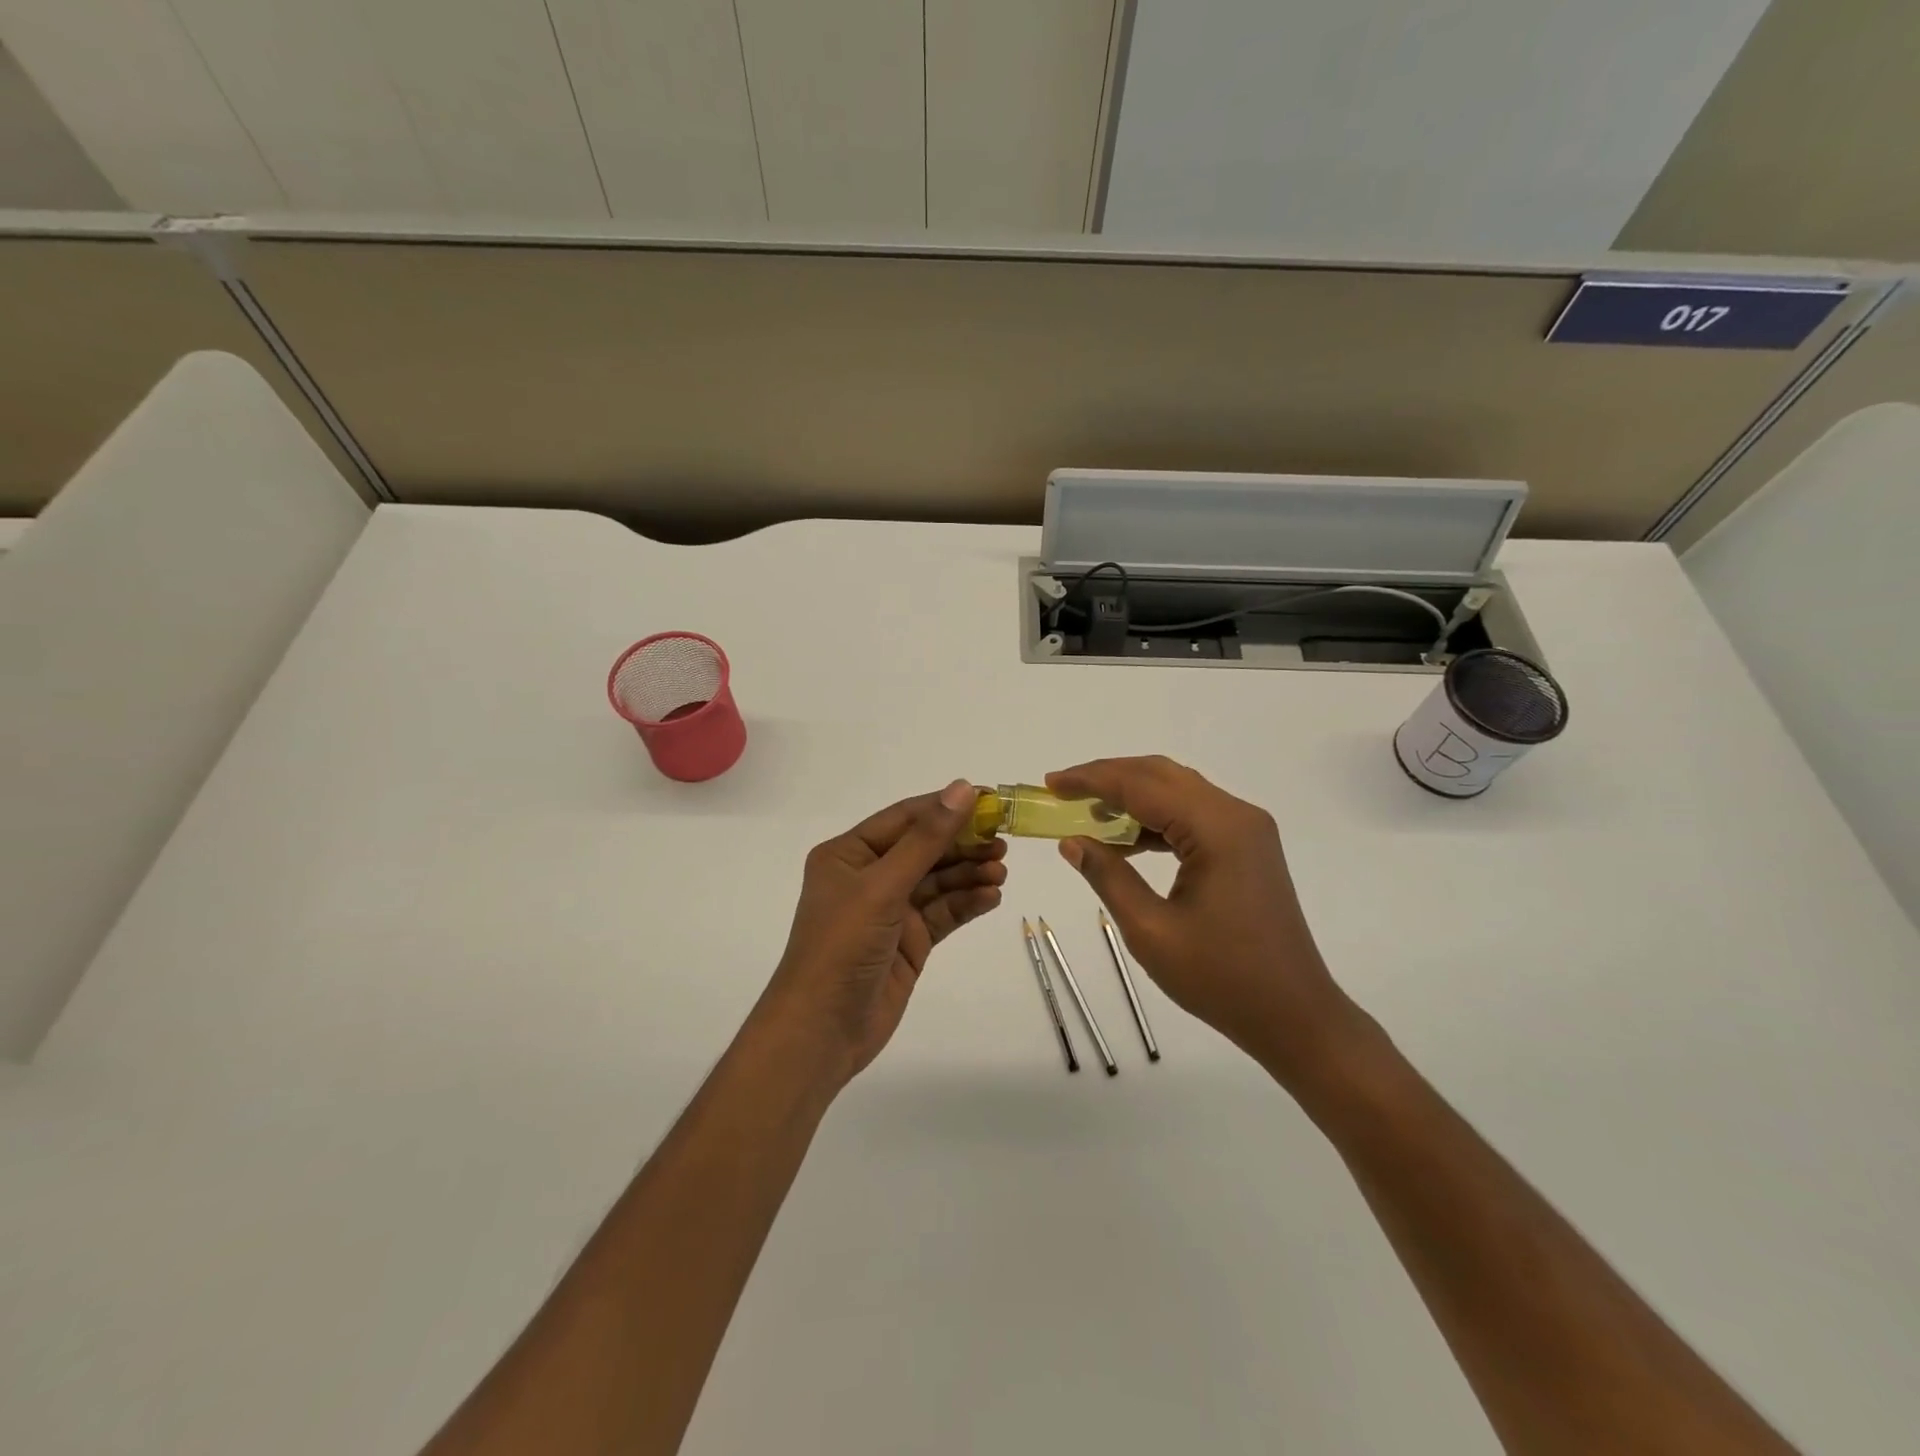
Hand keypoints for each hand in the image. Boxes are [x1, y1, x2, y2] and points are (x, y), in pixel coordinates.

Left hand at [756, 780, 1006, 1088]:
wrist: (823, 1029)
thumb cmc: (843, 945)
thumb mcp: (883, 886)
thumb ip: (926, 839)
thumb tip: (962, 789)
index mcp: (849, 854)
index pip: (904, 818)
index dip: (945, 807)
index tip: (988, 800)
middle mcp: (868, 877)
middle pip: (925, 849)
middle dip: (963, 844)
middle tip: (1002, 843)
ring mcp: (890, 910)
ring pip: (938, 882)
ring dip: (969, 874)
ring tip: (1001, 872)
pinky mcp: (909, 941)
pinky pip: (943, 913)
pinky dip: (966, 903)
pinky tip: (992, 898)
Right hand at [1047, 756, 1361, 1081]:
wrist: (1294, 1015)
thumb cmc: (1221, 978)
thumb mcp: (1151, 931)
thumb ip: (1107, 876)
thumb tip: (1070, 841)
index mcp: (1217, 829)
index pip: (1141, 785)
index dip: (1091, 780)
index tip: (1050, 783)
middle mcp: (1236, 815)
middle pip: (1161, 776)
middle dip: (1108, 778)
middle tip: (1063, 792)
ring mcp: (1246, 830)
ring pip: (1178, 791)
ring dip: (1131, 796)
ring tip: (1086, 815)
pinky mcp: (1247, 847)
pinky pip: (1193, 815)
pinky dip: (1155, 819)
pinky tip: (1125, 840)